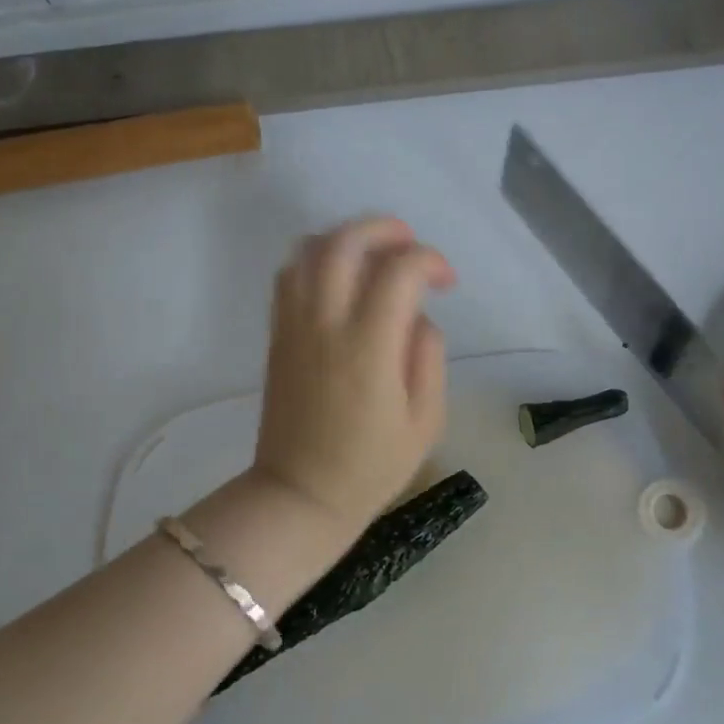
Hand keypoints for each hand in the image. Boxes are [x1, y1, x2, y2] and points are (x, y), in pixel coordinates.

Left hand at [252, 217, 455, 539]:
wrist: (300, 495)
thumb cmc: (372, 467)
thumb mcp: (426, 420)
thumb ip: (428, 356)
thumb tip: (418, 316)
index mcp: (369, 347)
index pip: (399, 271)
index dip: (429, 260)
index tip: (446, 282)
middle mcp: (325, 325)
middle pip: (344, 242)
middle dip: (383, 228)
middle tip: (409, 244)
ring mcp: (294, 327)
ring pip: (308, 250)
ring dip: (345, 238)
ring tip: (374, 253)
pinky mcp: (277, 336)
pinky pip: (288, 276)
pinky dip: (316, 259)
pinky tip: (340, 278)